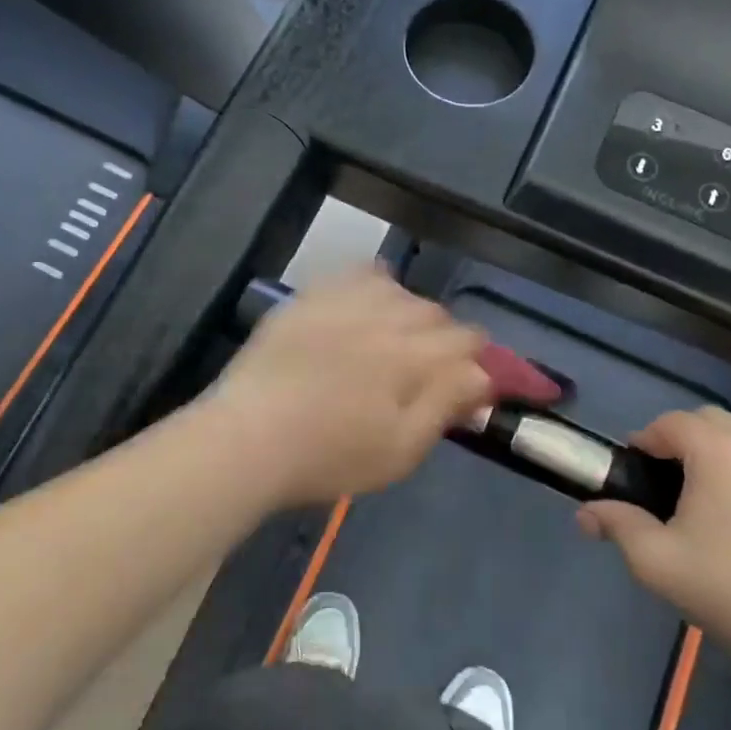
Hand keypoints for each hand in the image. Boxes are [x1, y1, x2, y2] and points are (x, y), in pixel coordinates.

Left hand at [211, 268, 493, 507]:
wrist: (249, 438)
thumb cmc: (329, 456)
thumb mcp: (400, 449)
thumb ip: (446, 405)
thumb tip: (481, 374)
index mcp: (413, 357)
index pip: (468, 339)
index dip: (475, 359)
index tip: (465, 382)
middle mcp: (385, 316)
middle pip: (434, 312)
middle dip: (441, 339)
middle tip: (423, 372)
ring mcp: (344, 301)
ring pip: (399, 289)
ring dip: (406, 311)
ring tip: (390, 340)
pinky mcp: (310, 297)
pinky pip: (355, 274)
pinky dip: (369, 286)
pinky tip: (361, 308)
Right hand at [576, 406, 730, 677]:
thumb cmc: (729, 590)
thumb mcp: (655, 561)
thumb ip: (616, 525)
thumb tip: (585, 513)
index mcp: (717, 451)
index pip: (671, 422)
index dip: (647, 440)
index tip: (638, 471)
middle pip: (714, 422)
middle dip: (687, 441)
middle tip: (673, 484)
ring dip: (728, 459)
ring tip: (718, 505)